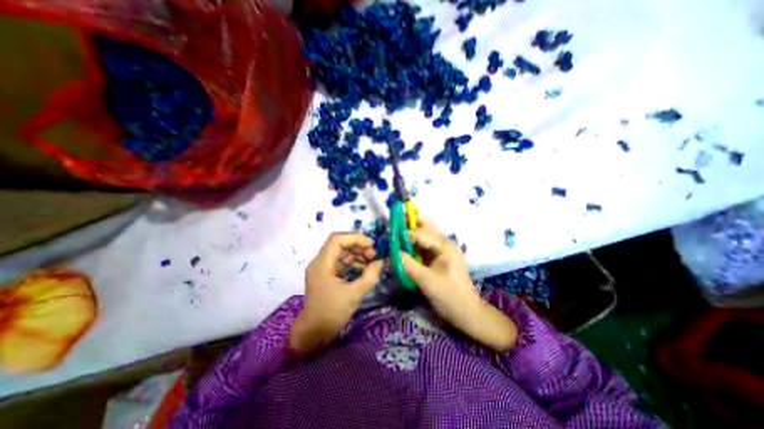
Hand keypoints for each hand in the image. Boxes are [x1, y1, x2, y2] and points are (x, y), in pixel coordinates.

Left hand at [289, 233, 381, 352]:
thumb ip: (369, 276)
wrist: (314, 333)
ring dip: (358, 254)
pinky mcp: (328, 275)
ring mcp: (324, 268)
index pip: (337, 239)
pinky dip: (354, 263)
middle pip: (340, 244)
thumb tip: (380, 262)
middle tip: (374, 255)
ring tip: (372, 262)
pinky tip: (365, 269)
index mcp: (322, 263)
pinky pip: (342, 263)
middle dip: (359, 246)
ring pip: (342, 253)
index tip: (371, 245)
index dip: (355, 238)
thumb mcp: (354, 294)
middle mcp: (321, 262)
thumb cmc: (331, 313)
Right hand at [401, 219, 518, 351]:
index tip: (391, 239)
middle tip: (395, 226)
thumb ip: (408, 264)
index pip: (421, 233)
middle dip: (411, 225)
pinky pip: (426, 246)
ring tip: (399, 235)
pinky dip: (416, 245)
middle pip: (426, 227)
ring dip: (413, 234)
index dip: (405, 234)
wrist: (467, 312)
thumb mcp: (425, 281)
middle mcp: (444, 243)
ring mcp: (443, 250)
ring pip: (426, 235)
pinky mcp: (440, 258)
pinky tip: (407, 248)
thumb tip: (392, 253)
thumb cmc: (449, 296)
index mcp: (444, 246)